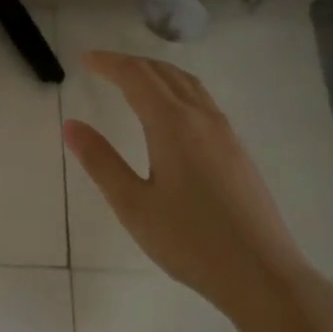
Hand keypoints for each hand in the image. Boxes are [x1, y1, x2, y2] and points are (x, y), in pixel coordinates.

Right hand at [62, 50, 329, 318]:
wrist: (261, 273)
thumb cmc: (189, 241)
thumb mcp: (133, 205)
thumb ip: (101, 162)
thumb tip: (71, 125)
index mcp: (173, 126)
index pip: (137, 78)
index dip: (110, 63)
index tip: (85, 59)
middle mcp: (203, 119)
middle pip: (165, 74)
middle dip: (132, 63)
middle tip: (103, 65)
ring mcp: (226, 134)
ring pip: (190, 85)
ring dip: (158, 73)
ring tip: (134, 79)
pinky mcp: (238, 152)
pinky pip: (204, 102)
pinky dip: (179, 90)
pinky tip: (172, 113)